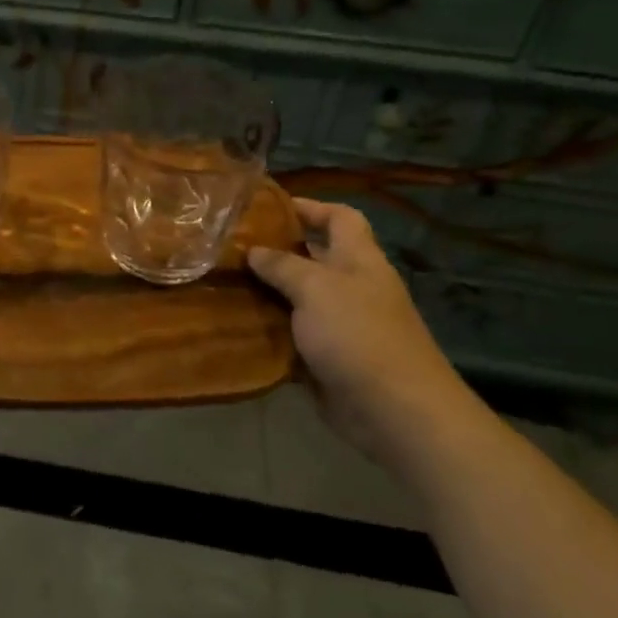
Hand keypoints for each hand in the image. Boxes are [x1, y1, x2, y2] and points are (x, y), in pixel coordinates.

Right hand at [248, 198, 477, 463]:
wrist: (394, 410)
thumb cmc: (358, 334)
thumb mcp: (316, 288)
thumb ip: (283, 266)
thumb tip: (254, 251)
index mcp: (359, 260)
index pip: (339, 218)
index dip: (310, 207)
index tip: (268, 207)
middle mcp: (352, 287)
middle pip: (314, 258)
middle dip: (276, 252)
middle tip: (230, 248)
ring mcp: (341, 325)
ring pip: (297, 300)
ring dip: (266, 294)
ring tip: (223, 284)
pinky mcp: (327, 359)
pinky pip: (292, 337)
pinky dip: (268, 332)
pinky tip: (235, 327)